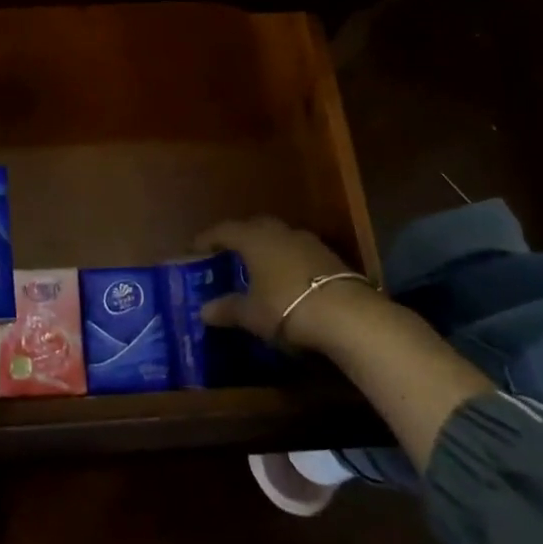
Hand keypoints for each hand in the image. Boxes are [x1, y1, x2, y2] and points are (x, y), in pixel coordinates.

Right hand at [194, 216, 381, 353]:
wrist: (348, 315)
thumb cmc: (287, 308)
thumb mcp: (252, 314)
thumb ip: (227, 309)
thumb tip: (204, 310)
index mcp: (253, 238)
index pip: (223, 230)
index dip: (206, 239)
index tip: (194, 250)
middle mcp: (278, 231)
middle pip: (252, 227)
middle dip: (239, 239)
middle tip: (228, 256)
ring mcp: (307, 241)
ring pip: (278, 238)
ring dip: (266, 249)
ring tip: (258, 269)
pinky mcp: (330, 257)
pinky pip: (298, 252)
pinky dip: (287, 261)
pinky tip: (287, 281)